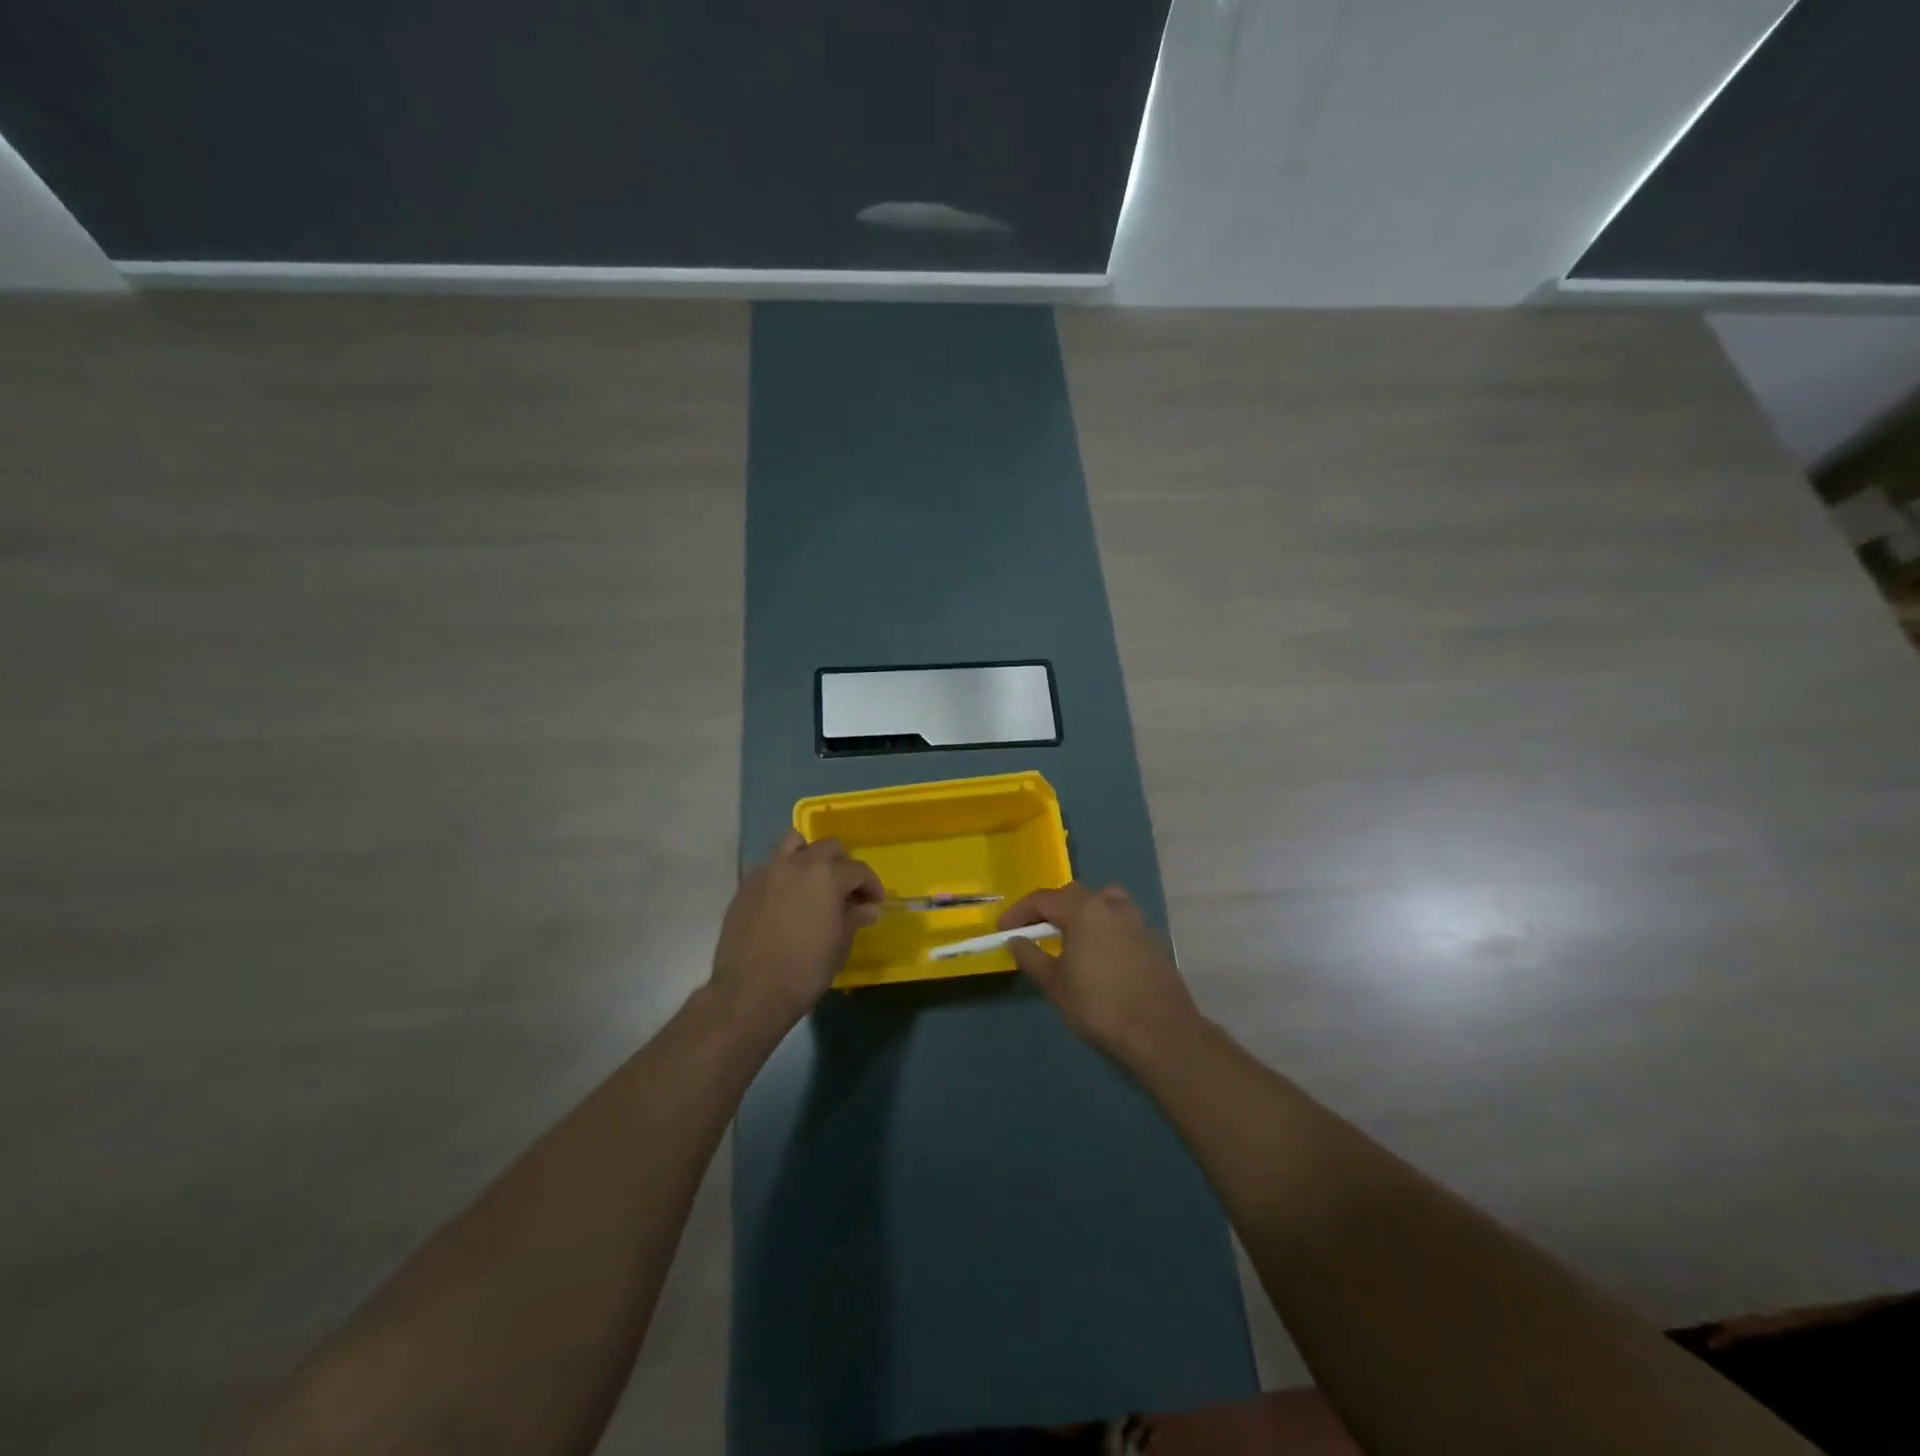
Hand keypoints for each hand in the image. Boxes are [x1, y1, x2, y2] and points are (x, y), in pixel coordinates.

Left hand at [710, 832, 882, 1030]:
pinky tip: (786, 902)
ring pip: (793, 844)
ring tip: (813, 884)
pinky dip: (784, 876)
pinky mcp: (745, 887)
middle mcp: (797, 864)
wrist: (750, 992)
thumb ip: (854, 918)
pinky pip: (770, 868)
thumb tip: (868, 908)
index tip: (874, 903)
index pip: (858, 870)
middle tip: (846, 892)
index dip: (871, 886)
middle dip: (843, 866)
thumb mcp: (839, 944)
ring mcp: (767, 872)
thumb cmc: (805, 970)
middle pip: (828, 848)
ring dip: (809, 857)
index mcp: (827, 875)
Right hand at [1000, 883, 1202, 1068]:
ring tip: (1073, 937)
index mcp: (1085, 911)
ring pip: (1106, 902)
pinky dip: (1106, 930)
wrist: (1160, 1033)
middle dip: (1051, 908)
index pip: (1043, 899)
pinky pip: (1123, 924)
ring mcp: (1138, 923)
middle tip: (1036, 932)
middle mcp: (1112, 907)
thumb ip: (1031, 957)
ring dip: (1085, 912)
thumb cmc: (1099, 1006)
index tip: (1003, 929)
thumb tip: (1015, 940)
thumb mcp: (1055, 984)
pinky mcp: (1154, 942)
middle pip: (1075, 895)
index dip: (1019, 912)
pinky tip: (1102, 957)